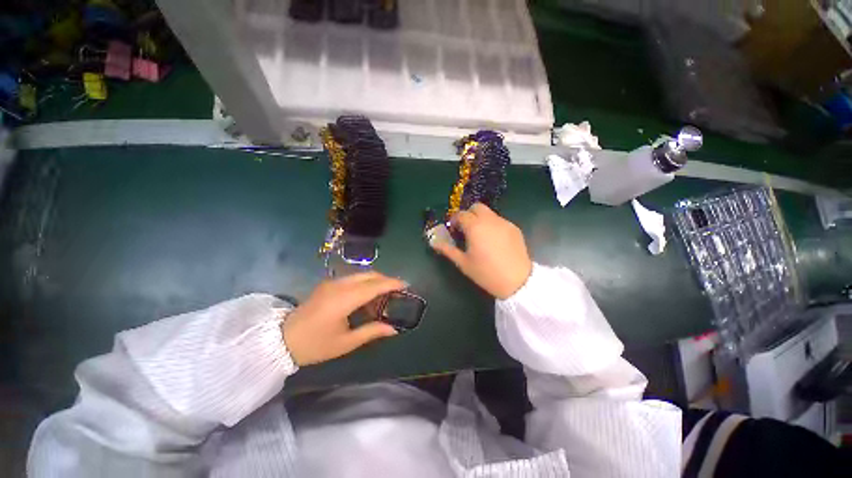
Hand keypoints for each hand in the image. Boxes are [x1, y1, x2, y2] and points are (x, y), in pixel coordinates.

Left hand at [282, 272, 404, 365]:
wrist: (282, 340)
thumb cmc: (315, 345)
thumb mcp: (346, 342)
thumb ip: (372, 331)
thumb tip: (394, 329)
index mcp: (344, 299)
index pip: (374, 285)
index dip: (392, 283)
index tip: (406, 284)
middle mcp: (339, 285)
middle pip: (369, 275)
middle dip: (386, 279)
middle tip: (397, 290)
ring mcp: (332, 282)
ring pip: (361, 275)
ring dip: (375, 281)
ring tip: (384, 294)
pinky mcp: (328, 284)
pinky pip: (352, 278)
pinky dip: (364, 283)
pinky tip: (367, 296)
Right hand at [432, 203, 532, 299]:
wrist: (517, 281)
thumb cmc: (486, 273)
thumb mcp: (463, 263)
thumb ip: (447, 249)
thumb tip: (434, 242)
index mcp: (475, 227)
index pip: (461, 214)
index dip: (455, 221)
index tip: (454, 231)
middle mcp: (490, 220)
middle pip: (476, 207)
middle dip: (469, 214)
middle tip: (466, 229)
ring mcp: (504, 222)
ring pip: (489, 213)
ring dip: (481, 219)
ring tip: (481, 236)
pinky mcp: (514, 228)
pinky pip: (500, 221)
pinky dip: (493, 225)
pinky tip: (494, 241)